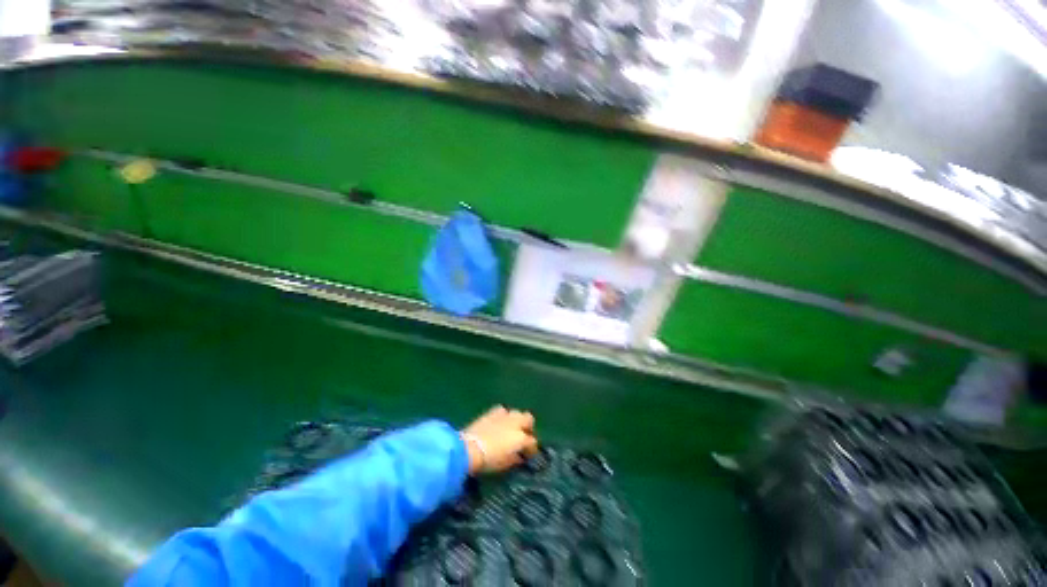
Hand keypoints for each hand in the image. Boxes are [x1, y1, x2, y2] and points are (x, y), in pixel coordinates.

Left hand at [461, 406, 537, 474]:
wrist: (469, 449)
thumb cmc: (488, 460)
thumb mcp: (505, 464)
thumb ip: (515, 459)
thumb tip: (520, 456)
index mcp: (521, 438)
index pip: (532, 442)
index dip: (531, 449)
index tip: (528, 455)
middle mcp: (516, 423)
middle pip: (529, 419)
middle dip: (528, 427)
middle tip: (523, 437)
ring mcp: (504, 415)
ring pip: (517, 413)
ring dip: (517, 420)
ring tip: (512, 429)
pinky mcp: (492, 412)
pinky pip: (503, 411)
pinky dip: (504, 416)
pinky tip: (500, 423)